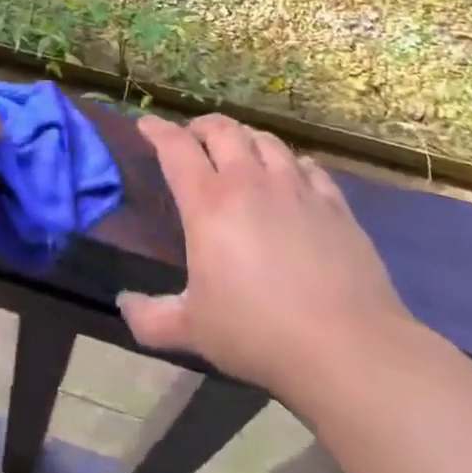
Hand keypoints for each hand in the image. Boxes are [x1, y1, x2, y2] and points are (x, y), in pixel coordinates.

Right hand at [117, 114, 416, 402]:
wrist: (348, 348)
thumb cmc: (258, 333)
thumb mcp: (193, 330)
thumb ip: (151, 318)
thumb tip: (123, 304)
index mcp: (208, 203)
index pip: (175, 147)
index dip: (157, 130)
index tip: (146, 124)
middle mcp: (249, 182)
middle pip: (223, 129)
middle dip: (202, 126)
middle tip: (194, 138)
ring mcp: (296, 188)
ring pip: (266, 140)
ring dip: (245, 138)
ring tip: (240, 151)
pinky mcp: (334, 204)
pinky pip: (308, 166)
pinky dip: (290, 162)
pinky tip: (291, 176)